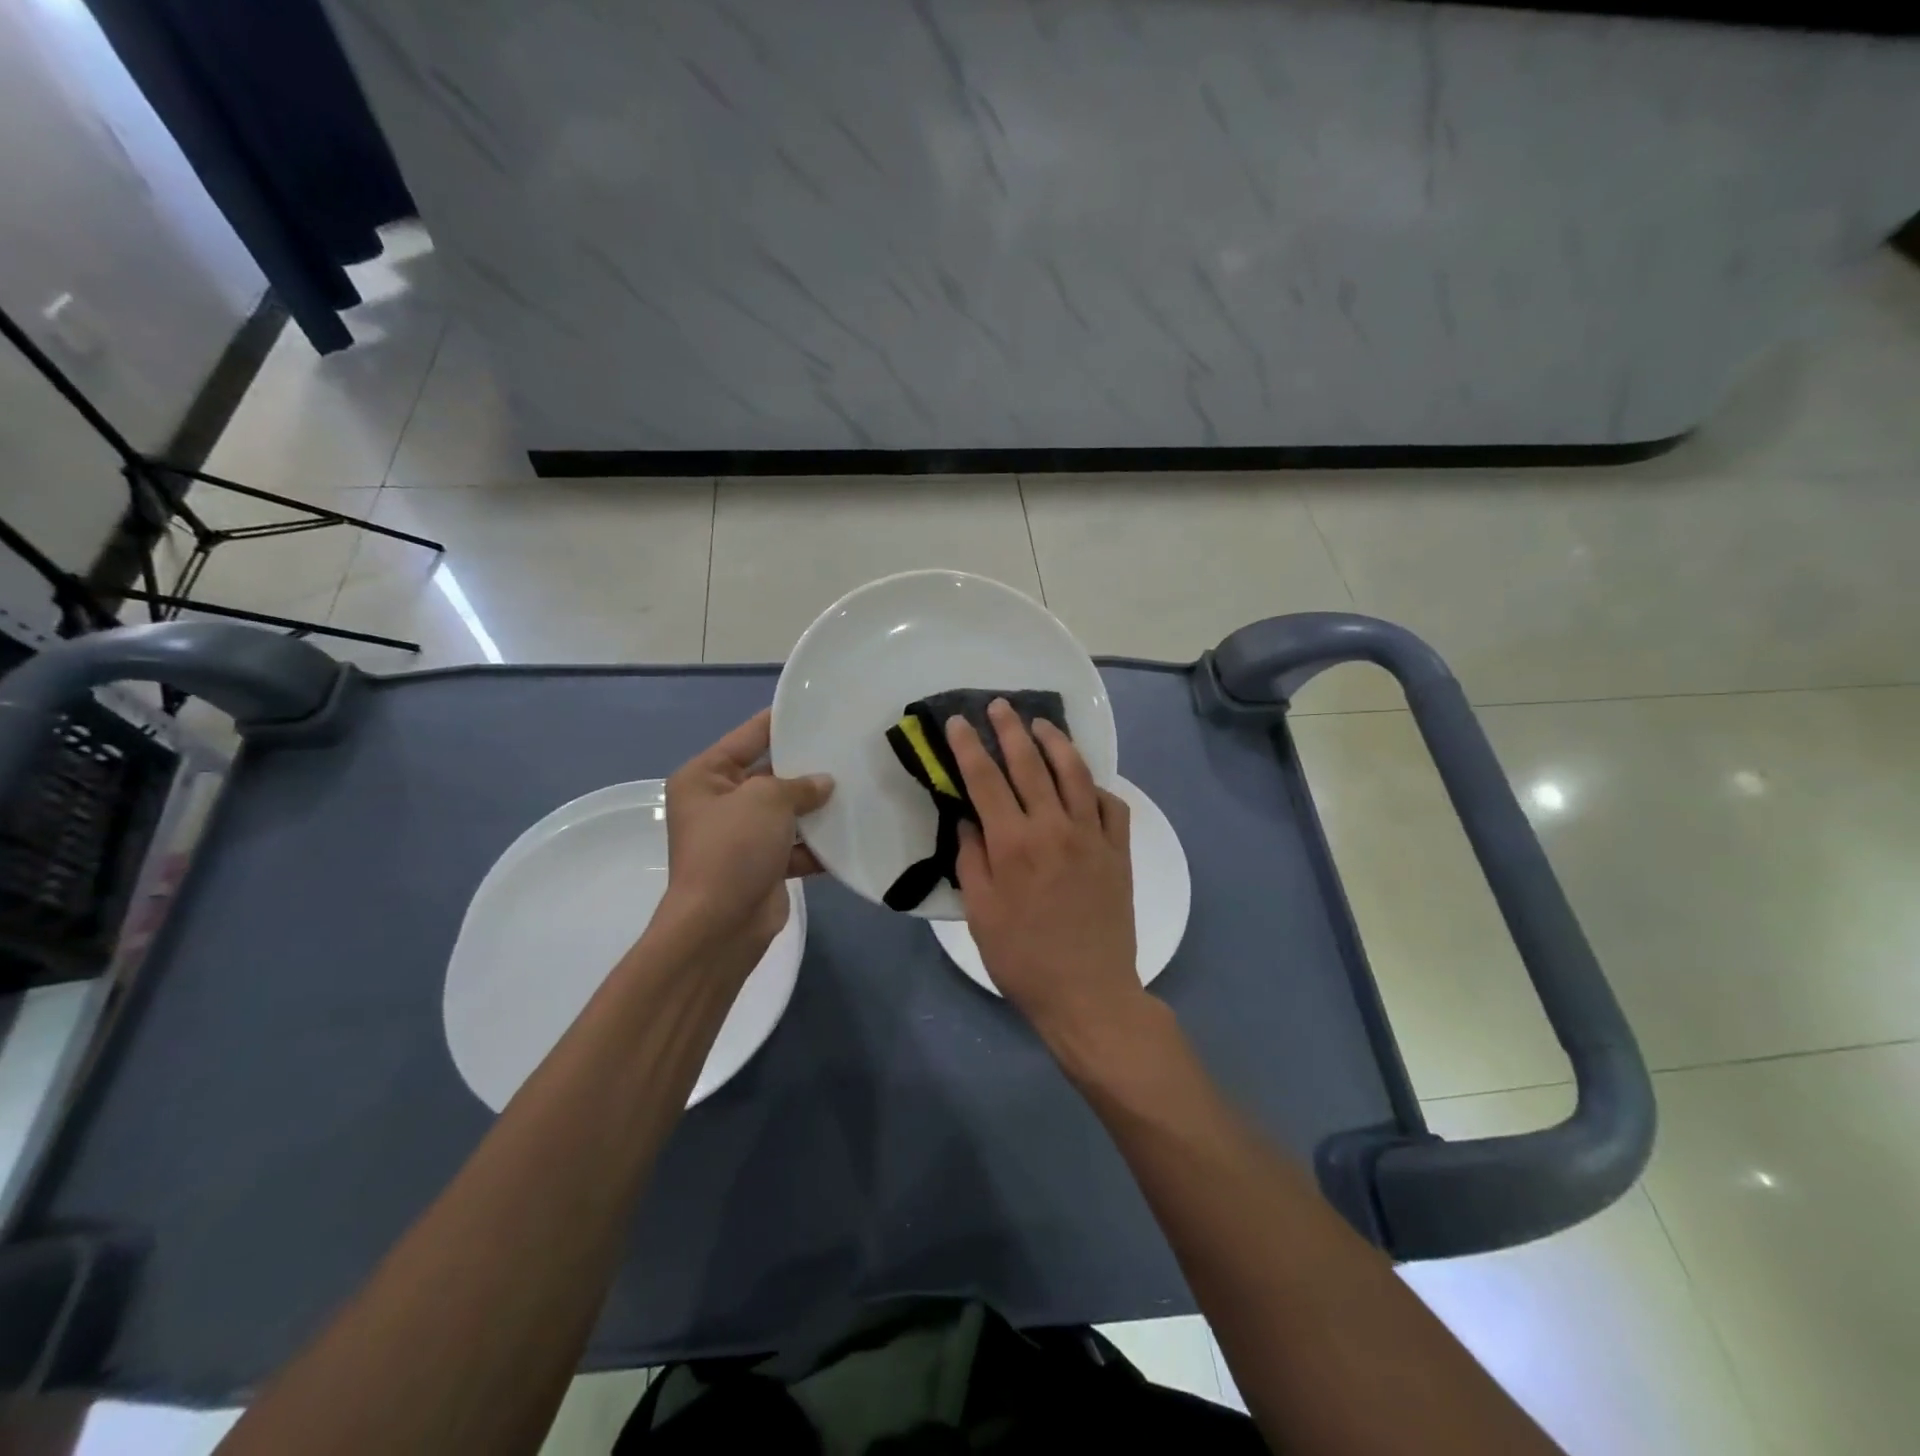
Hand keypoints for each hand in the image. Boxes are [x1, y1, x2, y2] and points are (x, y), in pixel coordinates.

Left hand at [660, 710, 832, 956]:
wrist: (721, 924)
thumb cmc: (733, 848)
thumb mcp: (766, 799)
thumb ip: (798, 784)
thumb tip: (824, 784)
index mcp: (705, 777)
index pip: (748, 736)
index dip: (781, 722)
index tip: (817, 709)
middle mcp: (719, 803)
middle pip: (770, 774)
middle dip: (806, 768)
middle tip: (848, 749)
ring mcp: (741, 837)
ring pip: (786, 812)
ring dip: (816, 808)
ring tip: (858, 788)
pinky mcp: (762, 866)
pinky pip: (795, 845)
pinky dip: (818, 844)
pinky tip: (852, 832)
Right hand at [947, 699, 1140, 1046]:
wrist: (1088, 993)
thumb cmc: (1023, 959)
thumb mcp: (981, 913)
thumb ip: (972, 860)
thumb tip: (968, 819)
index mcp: (1014, 844)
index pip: (987, 780)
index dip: (970, 746)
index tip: (960, 721)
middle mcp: (1054, 828)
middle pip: (1030, 764)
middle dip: (1011, 729)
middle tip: (1000, 705)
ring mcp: (1092, 836)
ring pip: (1075, 774)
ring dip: (1057, 743)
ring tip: (1042, 725)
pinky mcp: (1119, 851)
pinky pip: (1111, 805)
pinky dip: (1096, 786)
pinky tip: (1085, 781)